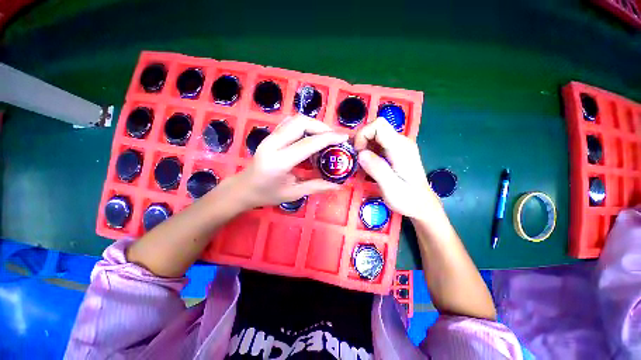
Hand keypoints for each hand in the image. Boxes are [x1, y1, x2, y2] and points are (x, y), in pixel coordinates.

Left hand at [228, 115, 347, 209]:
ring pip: (295, 120)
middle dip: (321, 127)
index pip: (308, 143)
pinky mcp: (270, 136)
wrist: (243, 188)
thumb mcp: (293, 194)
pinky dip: (304, 126)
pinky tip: (311, 137)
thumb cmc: (267, 194)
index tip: (343, 137)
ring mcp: (269, 137)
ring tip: (325, 138)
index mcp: (279, 161)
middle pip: (301, 123)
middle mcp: (273, 144)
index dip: (328, 138)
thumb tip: (338, 185)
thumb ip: (316, 186)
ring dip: (313, 125)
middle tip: (333, 138)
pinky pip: (290, 124)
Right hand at [354, 117, 440, 221]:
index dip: (363, 134)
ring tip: (361, 165)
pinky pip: (378, 145)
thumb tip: (360, 153)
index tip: (358, 152)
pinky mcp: (395, 152)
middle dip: (361, 141)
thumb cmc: (408, 199)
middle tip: (357, 160)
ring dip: (364, 147)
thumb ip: (377, 169)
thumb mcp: (390, 187)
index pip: (379, 125)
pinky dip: (369, 152)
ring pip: (375, 136)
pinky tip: (368, 165)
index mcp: (401, 148)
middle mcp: (401, 142)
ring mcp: (399, 146)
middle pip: (376, 129)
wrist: (422, 205)